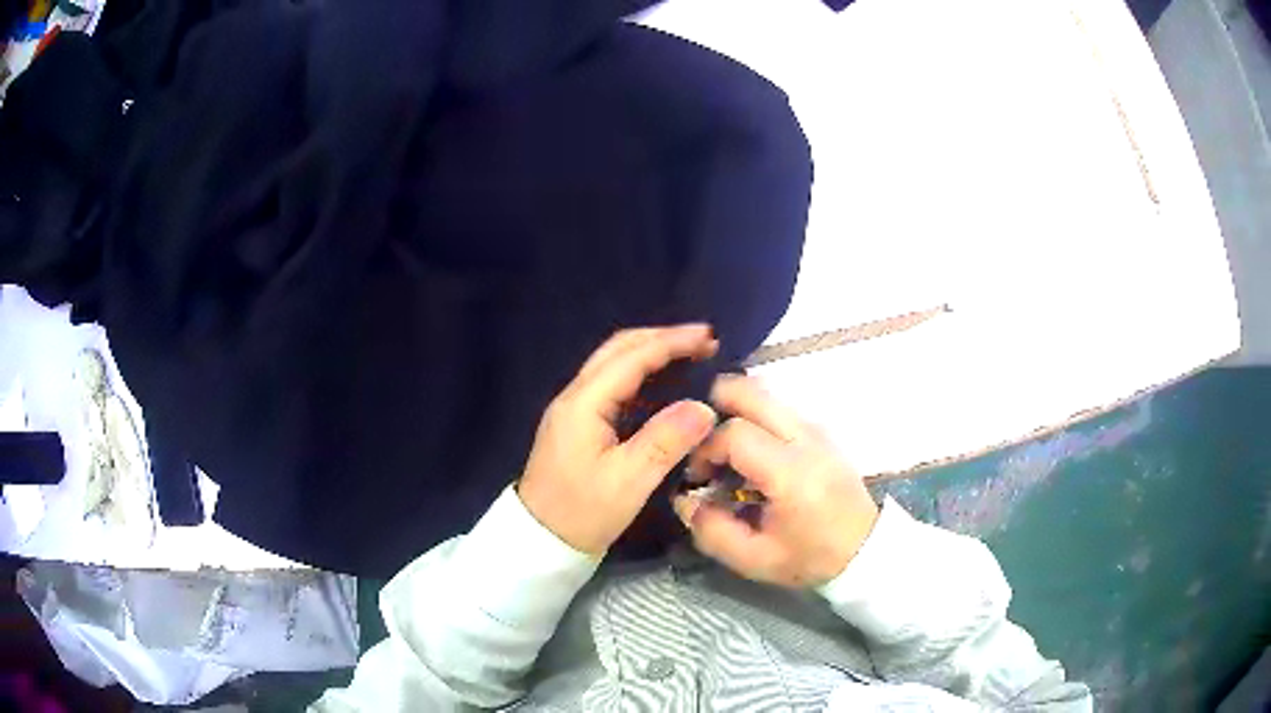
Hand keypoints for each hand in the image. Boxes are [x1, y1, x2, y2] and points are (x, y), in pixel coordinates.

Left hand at [518, 325, 719, 555]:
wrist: (540, 540)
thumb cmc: (582, 513)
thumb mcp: (628, 482)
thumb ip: (665, 441)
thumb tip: (704, 408)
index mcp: (583, 403)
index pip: (631, 357)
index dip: (672, 342)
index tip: (709, 336)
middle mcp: (574, 396)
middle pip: (618, 349)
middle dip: (661, 339)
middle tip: (703, 341)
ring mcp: (572, 409)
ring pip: (613, 364)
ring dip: (650, 352)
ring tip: (689, 355)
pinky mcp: (576, 424)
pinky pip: (611, 384)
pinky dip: (640, 373)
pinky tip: (661, 383)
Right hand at [673, 375, 879, 587]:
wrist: (865, 548)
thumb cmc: (810, 557)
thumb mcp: (754, 559)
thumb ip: (711, 531)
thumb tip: (683, 500)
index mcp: (792, 473)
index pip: (735, 433)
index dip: (705, 449)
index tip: (698, 475)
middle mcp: (806, 438)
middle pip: (750, 390)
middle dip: (714, 406)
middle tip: (700, 440)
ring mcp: (816, 428)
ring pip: (764, 393)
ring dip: (735, 411)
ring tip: (725, 449)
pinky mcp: (820, 429)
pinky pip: (777, 405)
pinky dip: (754, 416)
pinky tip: (749, 452)